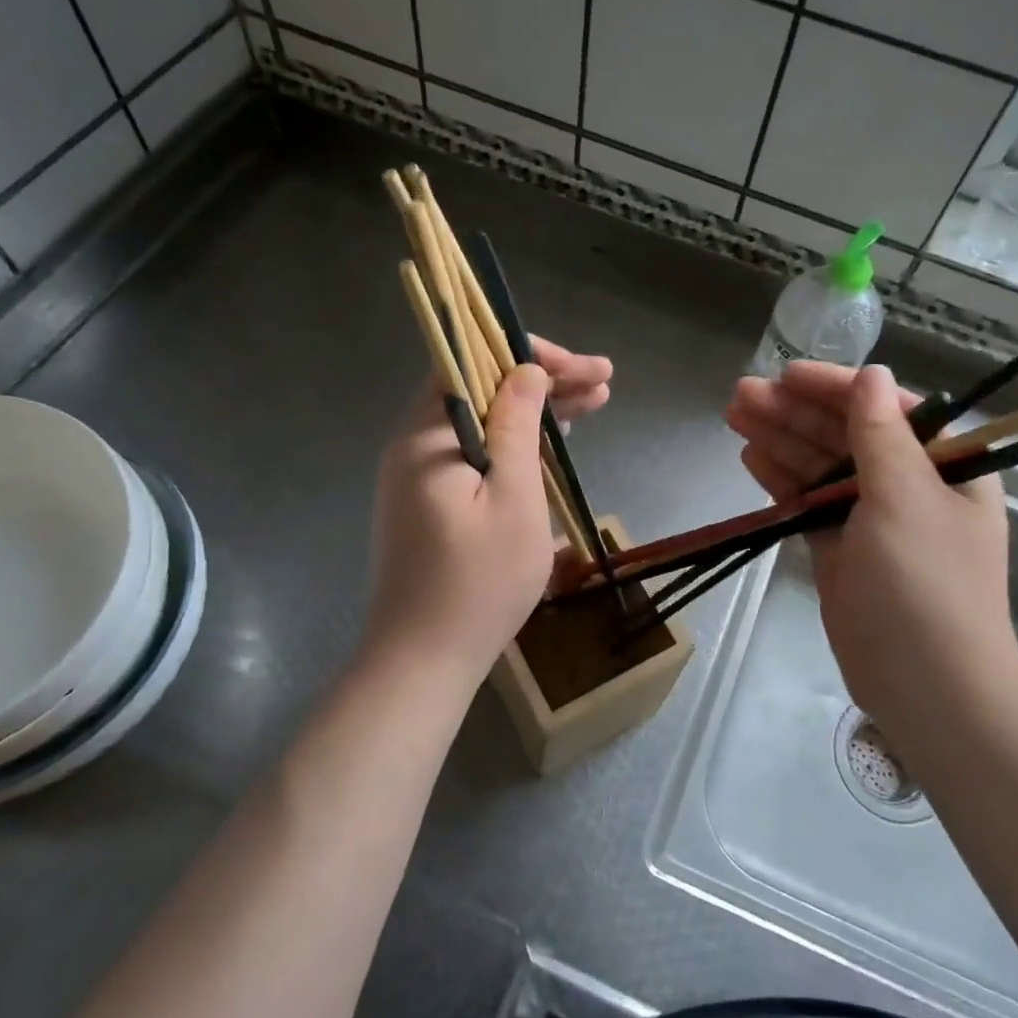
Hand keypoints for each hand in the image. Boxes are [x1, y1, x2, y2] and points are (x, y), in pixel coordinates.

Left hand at [360, 343, 613, 690]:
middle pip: (479, 391)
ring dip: (535, 413)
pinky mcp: (430, 506)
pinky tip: (553, 444)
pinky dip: (515, 445)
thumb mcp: (513, 499)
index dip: (524, 354)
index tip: (576, 366)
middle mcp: (414, 447)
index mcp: (426, 436)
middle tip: (603, 383)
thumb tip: (525, 373)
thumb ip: (517, 428)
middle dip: (542, 382)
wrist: (423, 663)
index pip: (469, 362)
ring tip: (594, 404)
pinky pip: (476, 456)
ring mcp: (419, 478)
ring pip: (482, 424)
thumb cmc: (477, 583)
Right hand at [726, 362, 1017, 721]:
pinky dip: (783, 481)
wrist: (926, 686)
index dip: (837, 387)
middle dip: (796, 413)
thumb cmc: (925, 585)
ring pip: (822, 468)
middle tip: (741, 394)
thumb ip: (881, 435)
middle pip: (847, 435)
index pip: (888, 409)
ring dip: (781, 440)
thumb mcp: (906, 499)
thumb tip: (872, 374)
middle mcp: (910, 486)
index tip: (787, 375)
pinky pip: (810, 504)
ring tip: (734, 416)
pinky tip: (751, 458)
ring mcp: (873, 520)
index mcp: (946, 466)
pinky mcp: (842, 550)